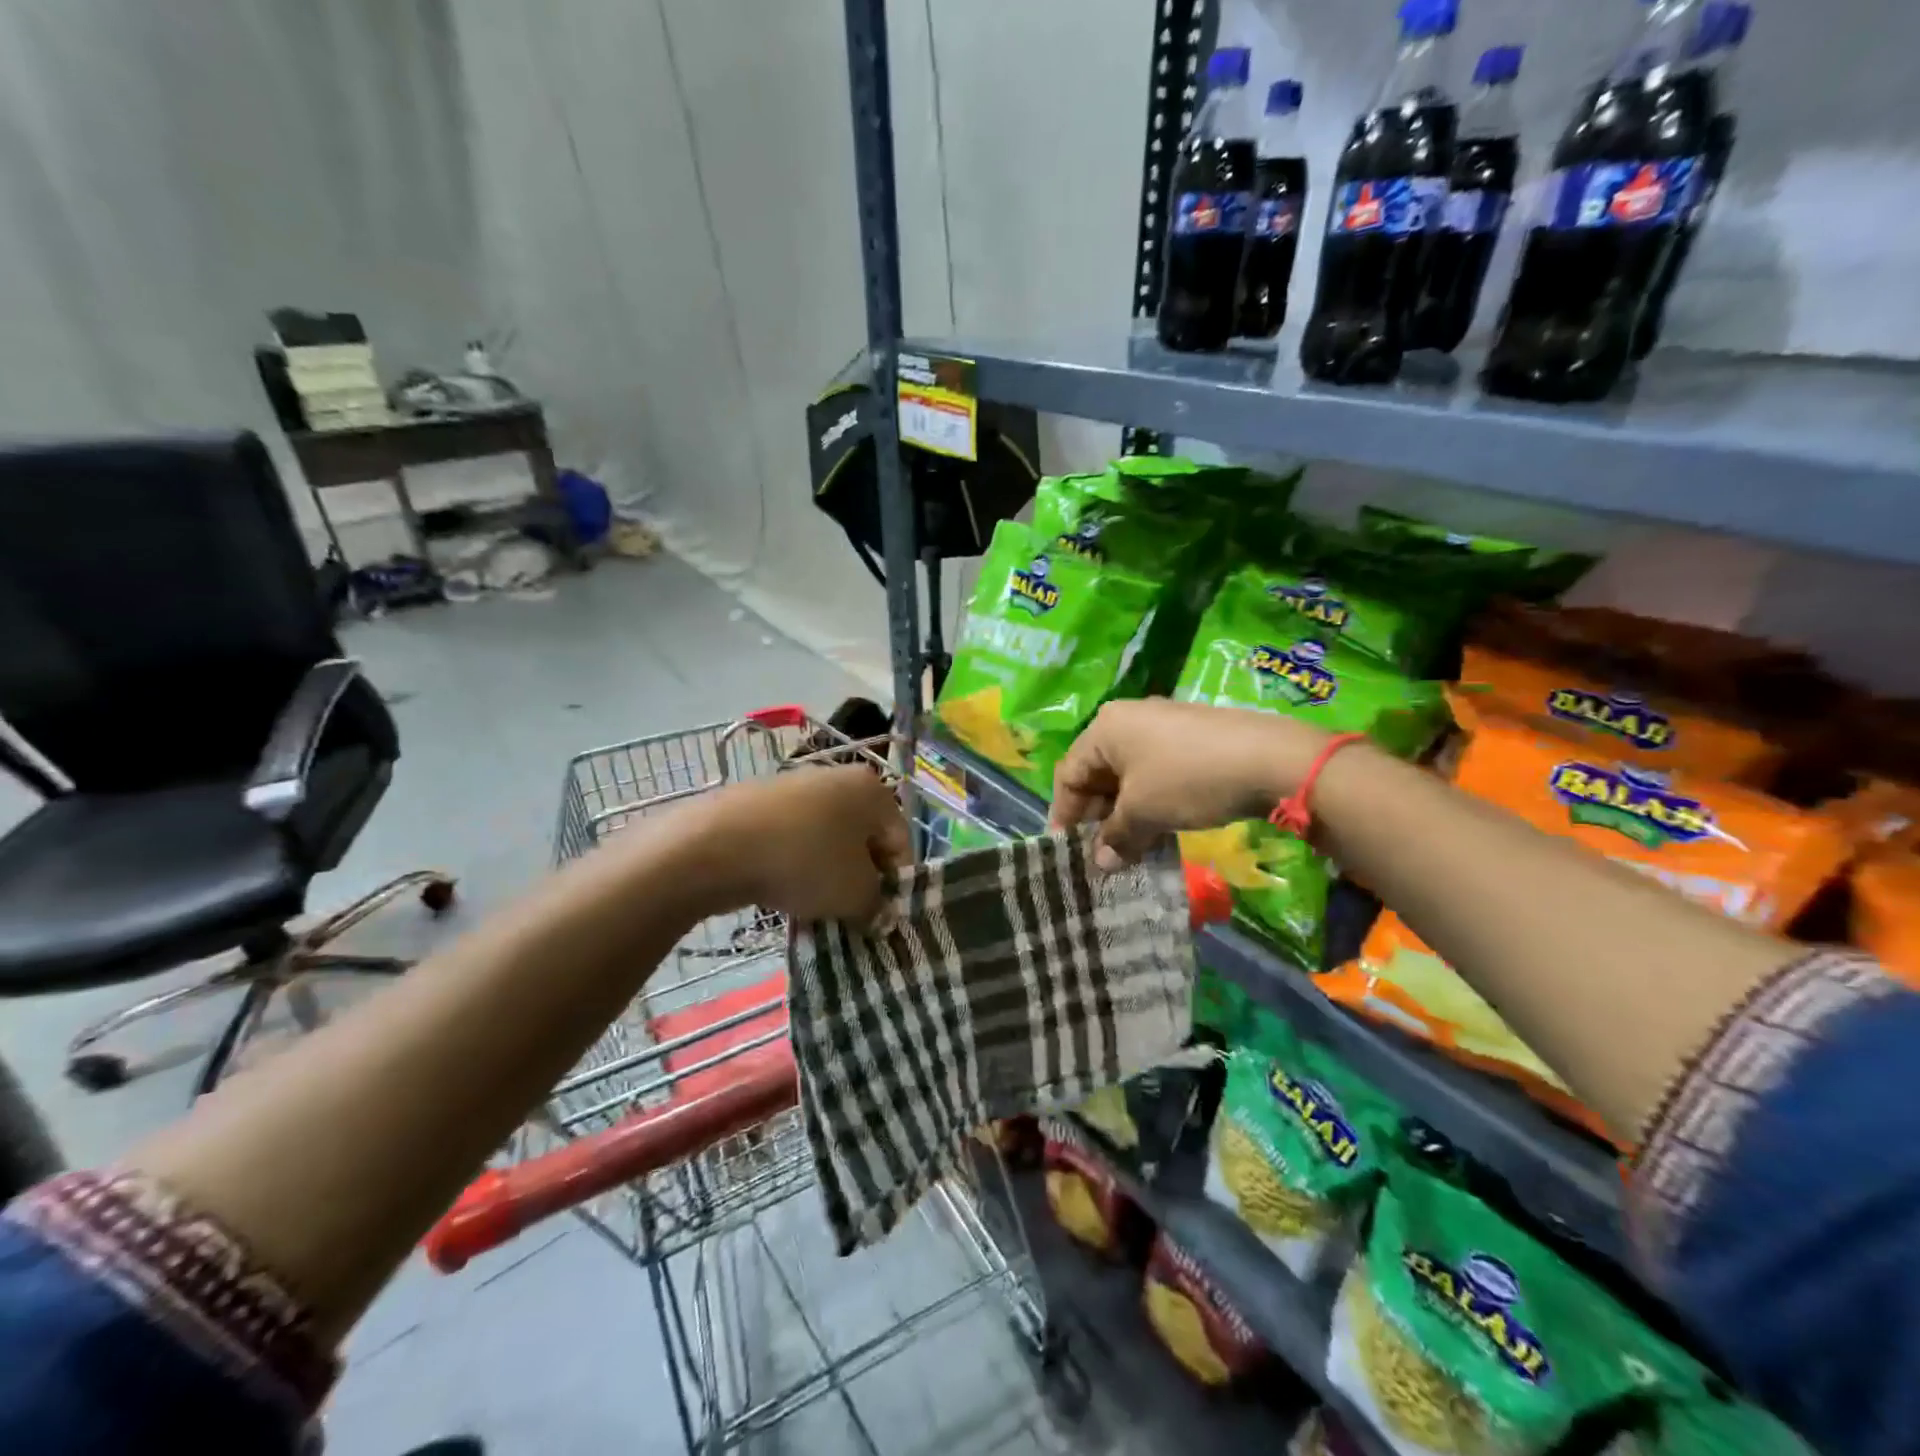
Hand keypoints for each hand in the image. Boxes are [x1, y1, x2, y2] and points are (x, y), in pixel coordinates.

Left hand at [694, 764, 911, 923]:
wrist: (717, 844)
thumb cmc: (805, 862)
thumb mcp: (854, 895)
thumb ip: (876, 906)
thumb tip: (879, 914)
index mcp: (872, 790)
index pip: (900, 841)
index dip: (896, 883)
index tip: (881, 915)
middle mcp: (839, 778)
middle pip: (863, 838)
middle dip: (860, 878)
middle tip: (850, 913)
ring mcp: (797, 786)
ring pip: (827, 840)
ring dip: (827, 873)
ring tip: (813, 906)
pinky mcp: (762, 801)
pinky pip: (794, 838)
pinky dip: (795, 863)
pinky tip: (781, 889)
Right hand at [1049, 699, 1332, 869]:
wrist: (1272, 759)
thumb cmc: (1189, 779)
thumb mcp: (1145, 812)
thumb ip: (1116, 837)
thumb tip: (1102, 863)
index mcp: (1105, 728)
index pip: (1069, 774)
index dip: (1064, 814)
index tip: (1066, 850)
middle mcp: (1128, 719)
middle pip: (1098, 773)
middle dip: (1097, 817)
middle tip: (1100, 854)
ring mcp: (1163, 726)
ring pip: (1129, 775)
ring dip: (1125, 814)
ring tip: (1131, 848)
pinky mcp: (1192, 738)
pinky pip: (1156, 772)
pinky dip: (1151, 801)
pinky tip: (1160, 829)